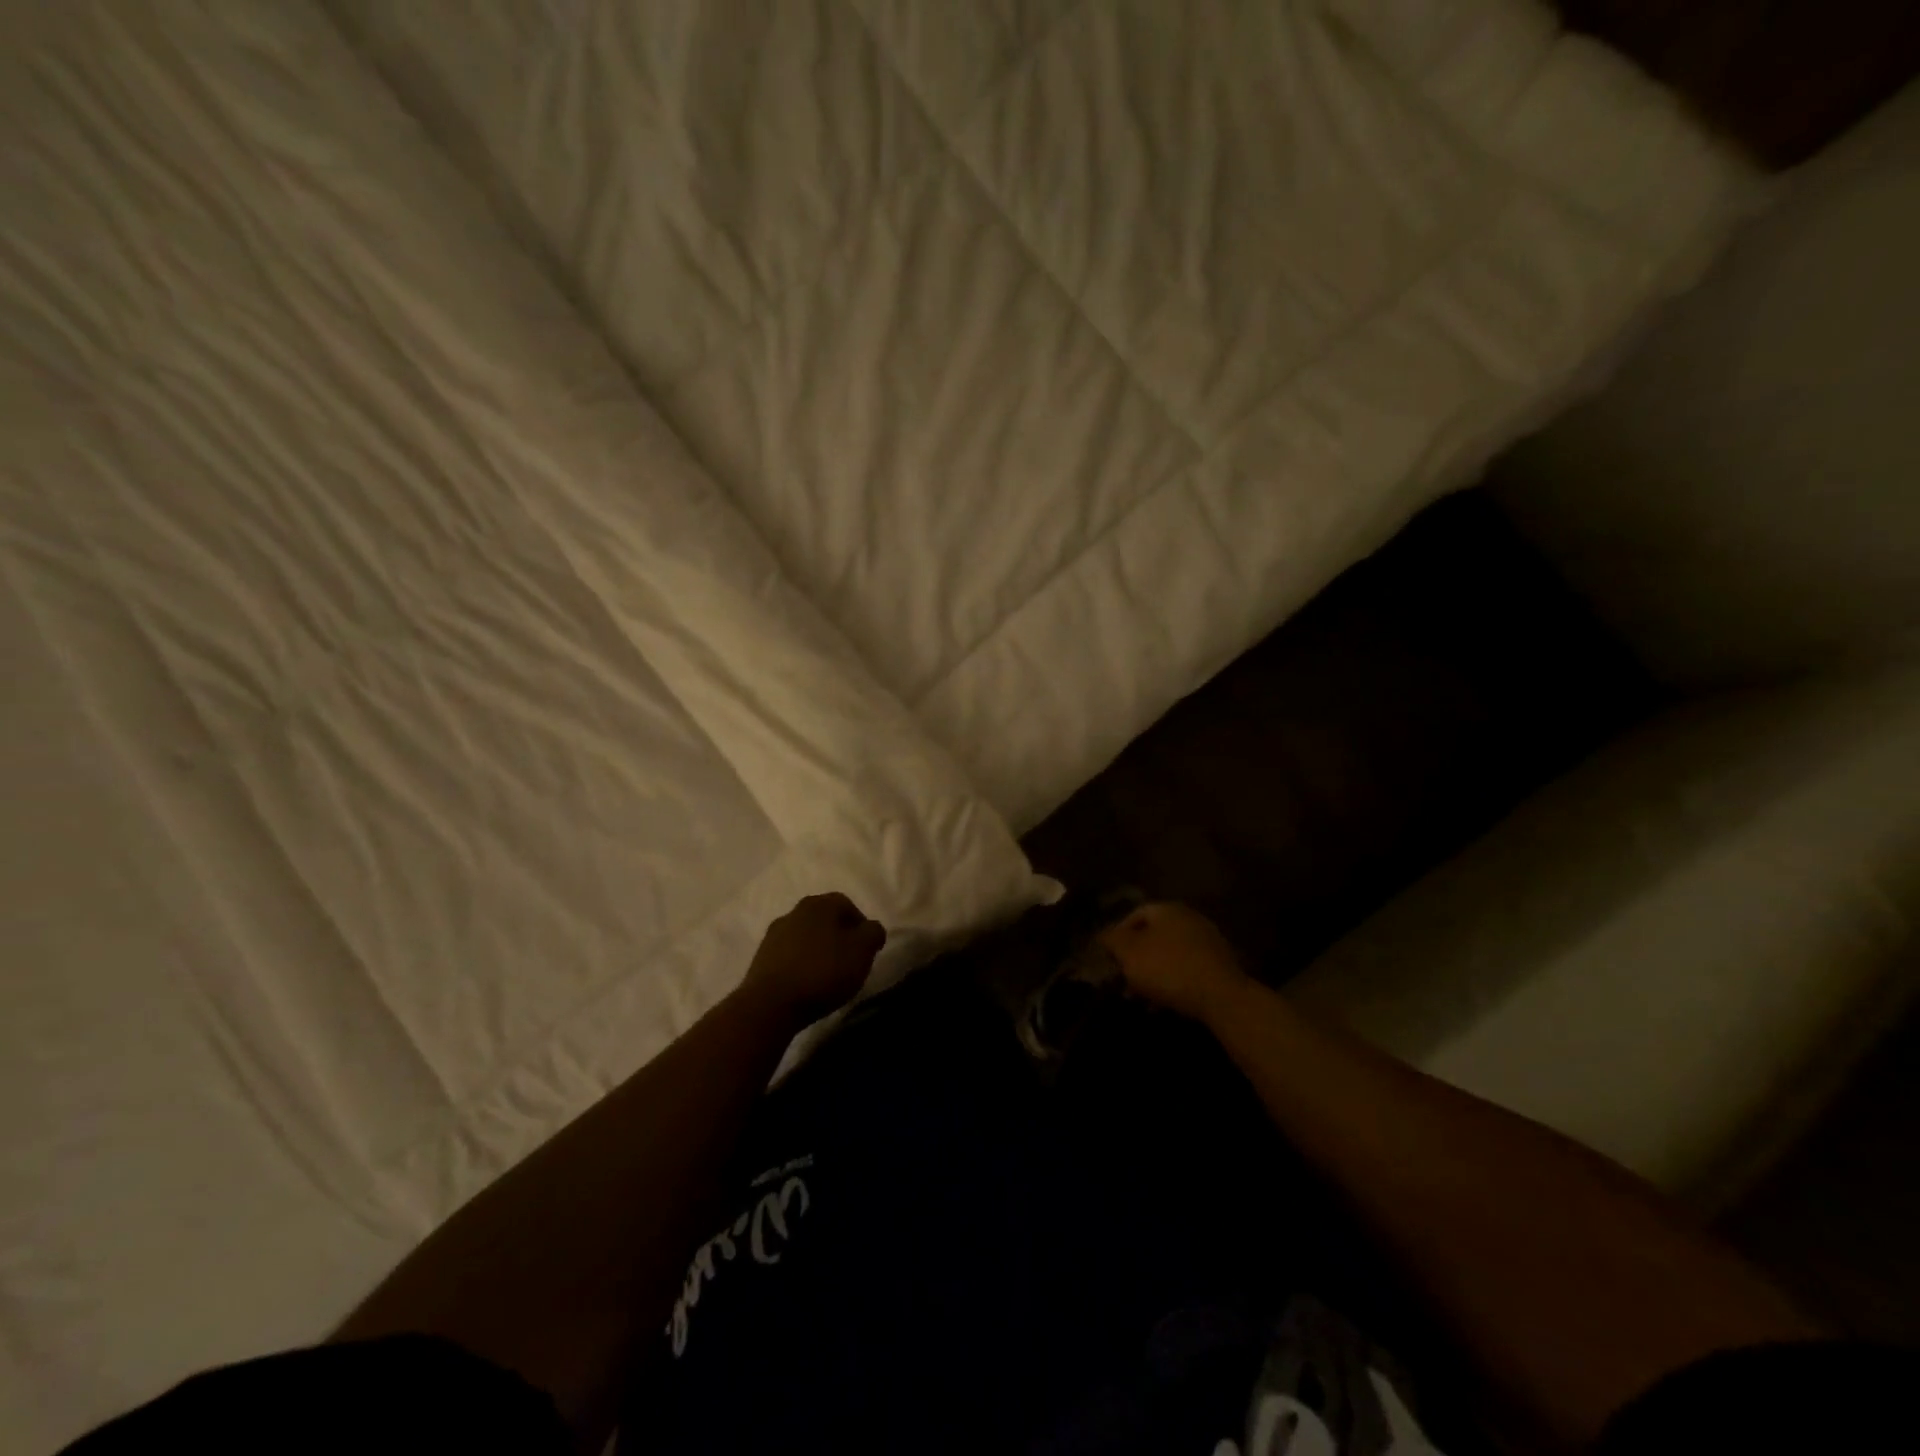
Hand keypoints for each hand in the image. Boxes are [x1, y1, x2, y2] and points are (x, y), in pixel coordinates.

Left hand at [740, 893, 886, 1025]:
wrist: (770, 1004)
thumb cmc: (823, 971)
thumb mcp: (862, 951)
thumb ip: (873, 933)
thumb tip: (871, 928)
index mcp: (820, 904)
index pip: (847, 904)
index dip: (860, 925)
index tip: (867, 949)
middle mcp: (795, 911)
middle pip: (824, 919)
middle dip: (839, 936)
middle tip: (849, 960)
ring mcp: (774, 934)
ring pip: (805, 936)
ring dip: (818, 950)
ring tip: (827, 975)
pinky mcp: (761, 957)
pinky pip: (789, 954)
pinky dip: (800, 963)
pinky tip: (806, 983)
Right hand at [1097, 902, 1250, 1023]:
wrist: (1222, 996)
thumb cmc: (1168, 968)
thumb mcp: (1129, 953)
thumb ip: (1112, 940)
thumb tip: (1104, 934)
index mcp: (1167, 909)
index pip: (1135, 915)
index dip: (1118, 935)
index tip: (1110, 958)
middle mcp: (1189, 918)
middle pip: (1154, 935)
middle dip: (1136, 958)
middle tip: (1124, 980)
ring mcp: (1208, 941)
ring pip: (1170, 955)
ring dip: (1154, 973)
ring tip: (1142, 997)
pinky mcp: (1220, 965)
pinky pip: (1188, 970)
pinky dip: (1174, 983)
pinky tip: (1165, 1004)